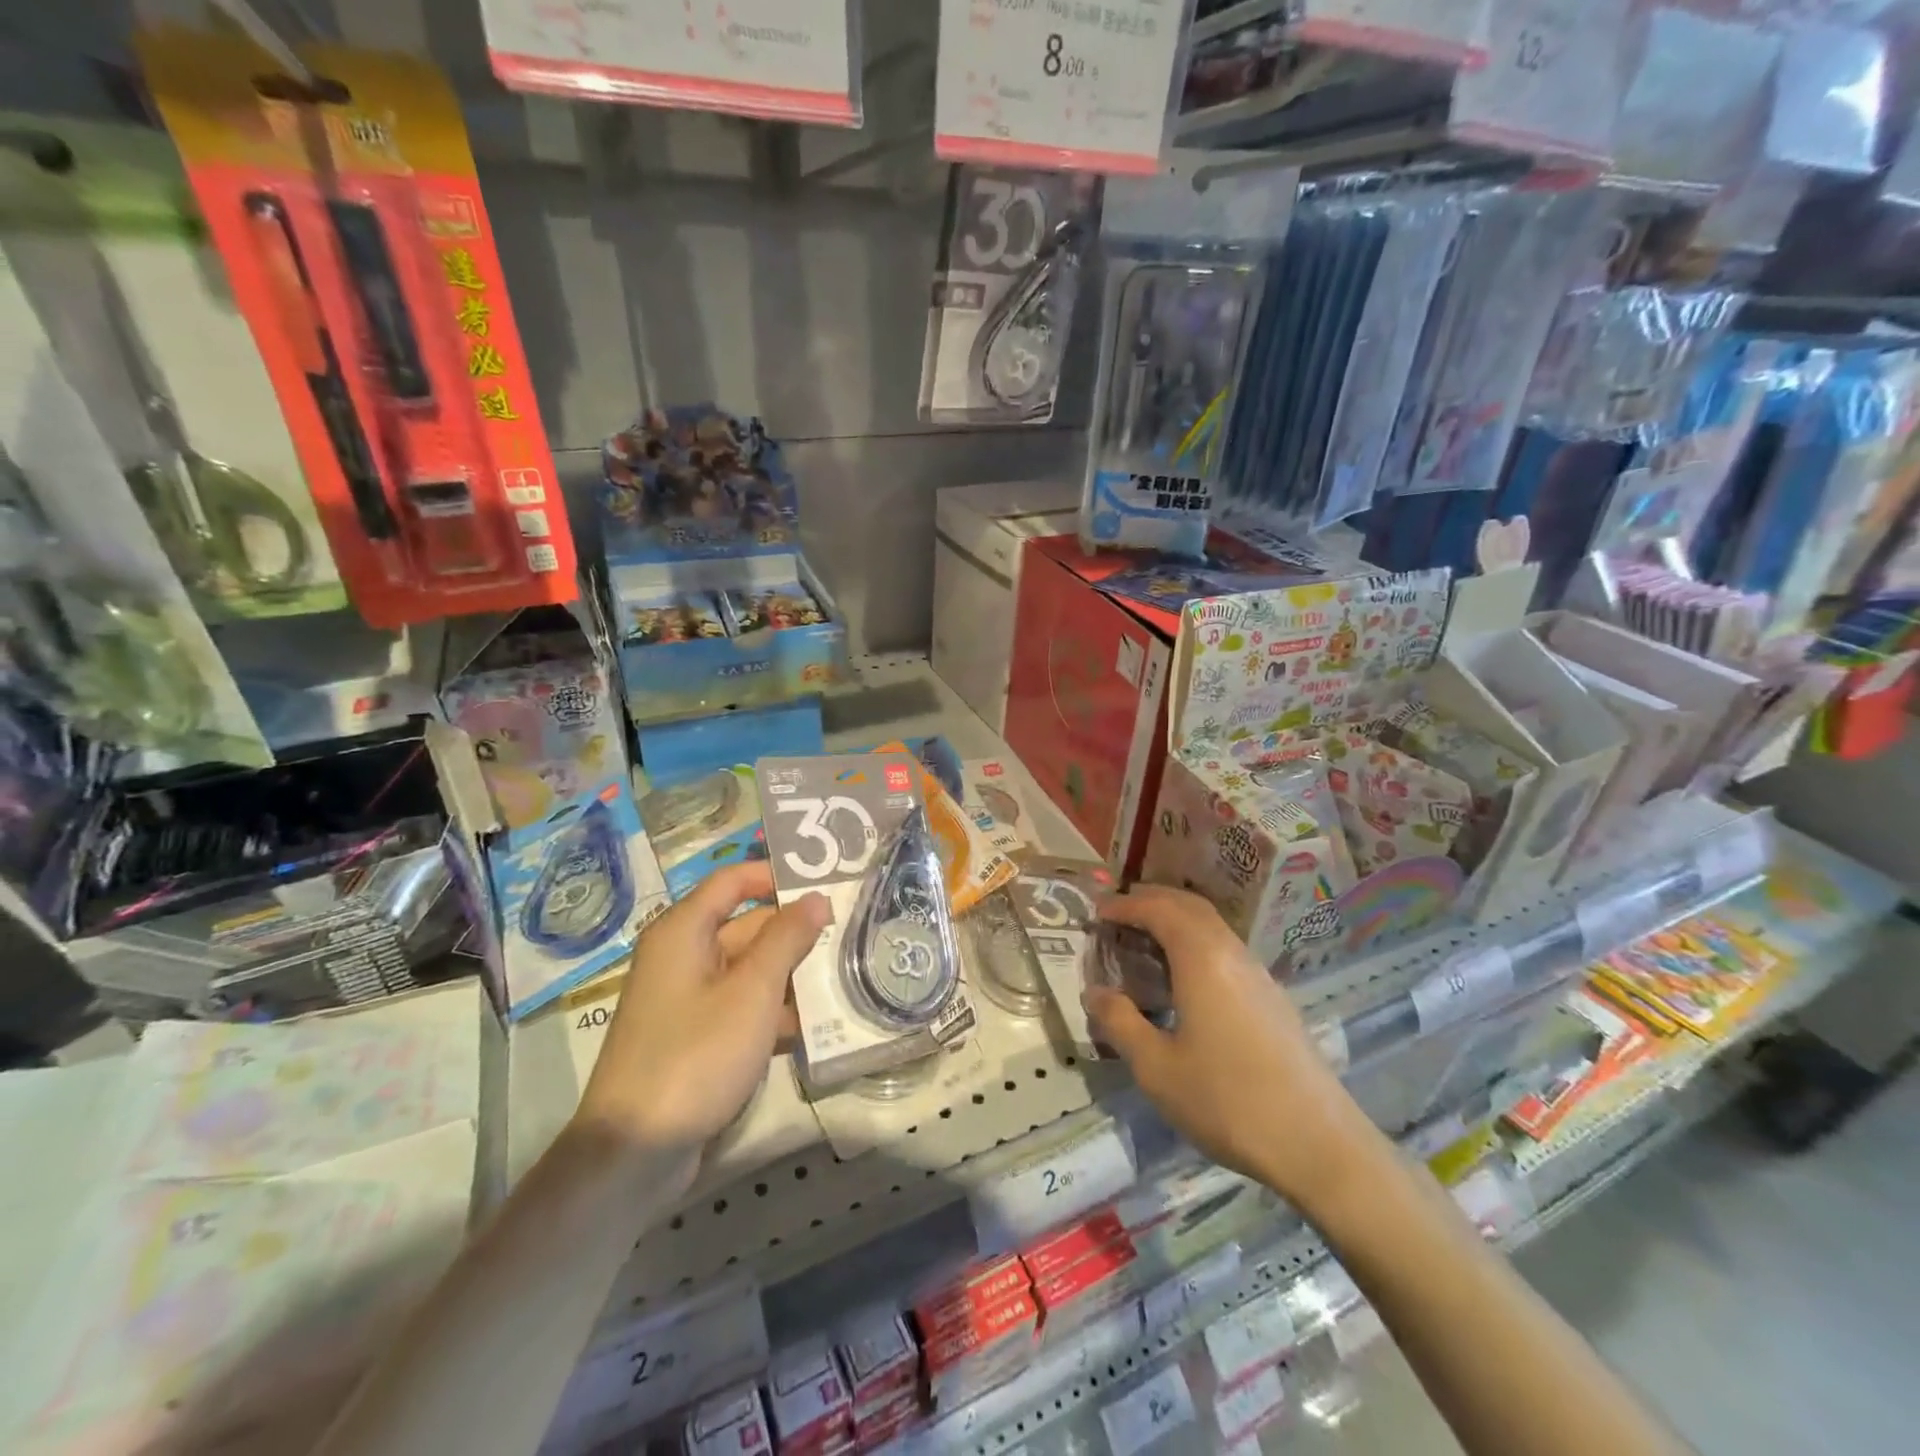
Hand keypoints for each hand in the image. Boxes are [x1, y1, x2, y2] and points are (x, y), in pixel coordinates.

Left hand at [573, 863, 828, 1174]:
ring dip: (791, 975)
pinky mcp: (696, 1035)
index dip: (778, 875)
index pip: (735, 880)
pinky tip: (816, 1025)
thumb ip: (787, 939)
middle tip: (851, 934)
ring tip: (846, 977)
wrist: (635, 1153)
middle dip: (796, 933)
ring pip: (749, 969)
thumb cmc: (695, 1056)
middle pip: (747, 926)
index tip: (827, 882)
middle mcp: (683, 956)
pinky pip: (742, 1006)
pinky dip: (774, 1010)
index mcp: (684, 931)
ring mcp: (688, 998)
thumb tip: (816, 897)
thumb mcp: (752, 993)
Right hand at [1083, 885, 1386, 1216]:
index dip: (1125, 905)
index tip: (1096, 912)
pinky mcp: (1273, 999)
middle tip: (1119, 913)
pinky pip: (1227, 950)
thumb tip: (1095, 992)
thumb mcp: (1157, 1068)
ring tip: (1146, 941)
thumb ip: (1120, 1023)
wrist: (1320, 1145)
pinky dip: (1197, 943)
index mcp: (1202, 960)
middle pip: (1190, 907)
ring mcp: (1259, 975)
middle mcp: (1233, 954)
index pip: (1159, 910)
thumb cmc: (1228, 1102)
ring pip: (1213, 927)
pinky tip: (1185, 978)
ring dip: (1177, 921)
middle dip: (1152, 900)